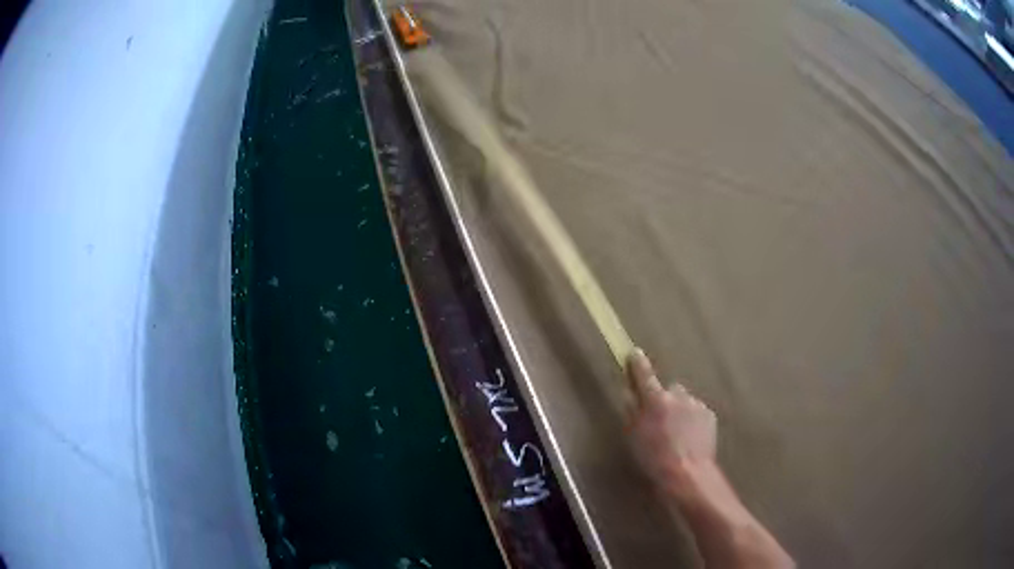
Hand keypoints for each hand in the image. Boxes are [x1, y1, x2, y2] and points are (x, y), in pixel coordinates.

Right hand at [626, 348, 717, 494]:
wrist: (688, 473)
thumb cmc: (654, 458)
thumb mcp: (634, 436)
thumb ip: (632, 411)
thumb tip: (630, 393)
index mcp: (655, 400)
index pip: (644, 374)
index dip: (637, 363)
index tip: (633, 353)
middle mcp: (678, 396)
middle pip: (669, 389)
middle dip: (664, 399)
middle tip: (659, 419)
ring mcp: (696, 405)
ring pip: (684, 401)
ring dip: (680, 411)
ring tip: (676, 434)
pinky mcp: (709, 415)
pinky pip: (696, 412)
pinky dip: (692, 420)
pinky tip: (689, 438)